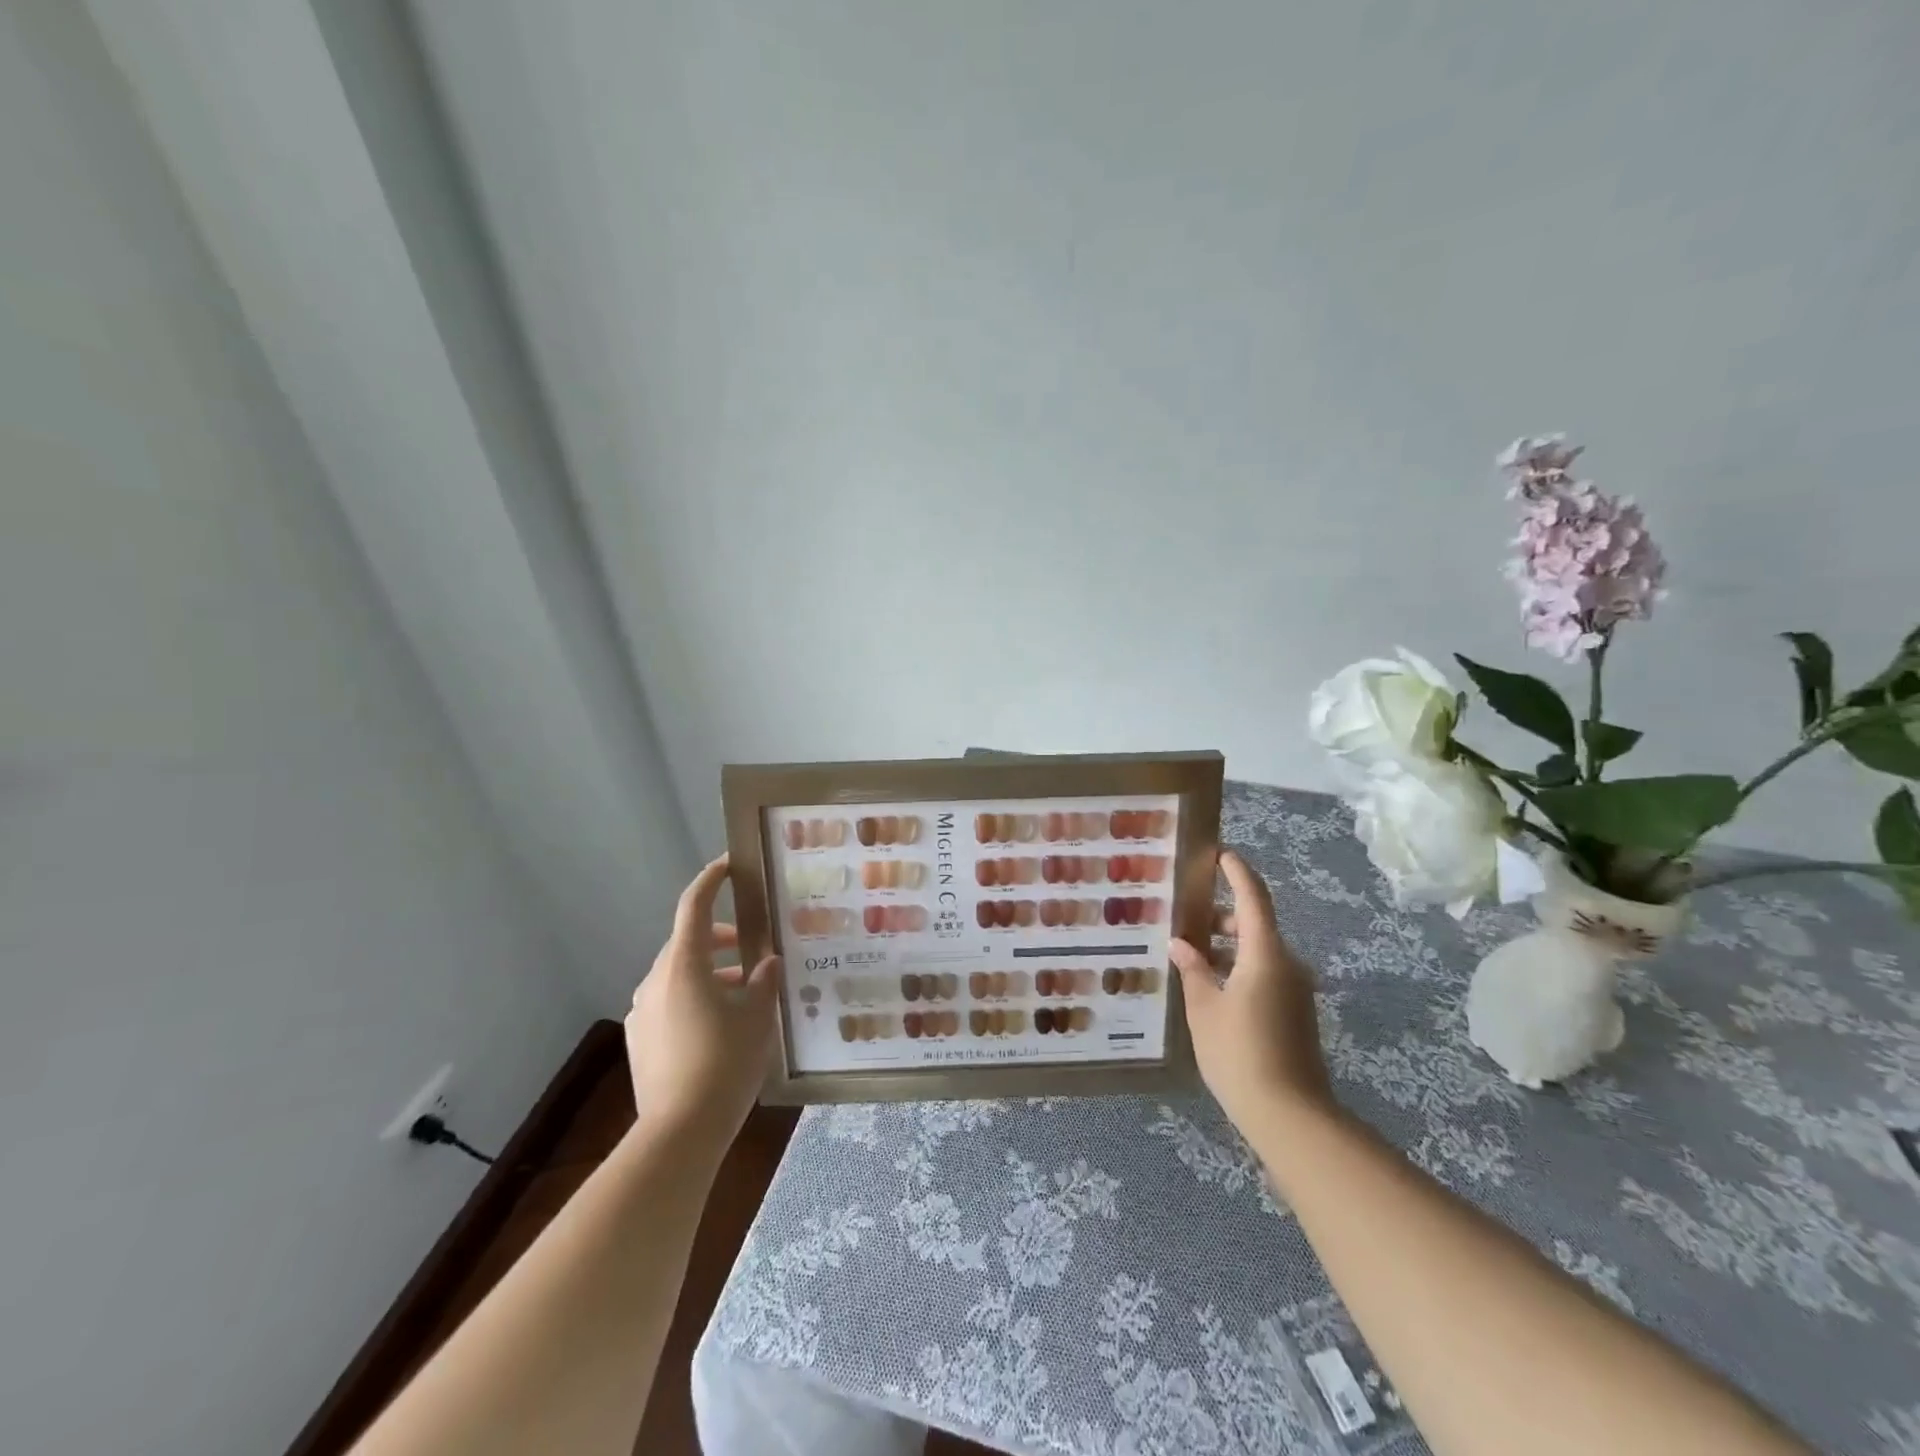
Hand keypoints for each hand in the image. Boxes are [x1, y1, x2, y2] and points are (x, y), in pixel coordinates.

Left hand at [624, 855, 780, 1150]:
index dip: (712, 880)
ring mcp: (642, 1011)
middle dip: (720, 939)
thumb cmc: (725, 1063)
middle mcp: (656, 980)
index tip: (729, 865)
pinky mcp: (639, 1040)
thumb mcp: (758, 1017)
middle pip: (688, 943)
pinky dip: (693, 999)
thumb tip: (766, 962)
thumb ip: (764, 982)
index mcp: (684, 965)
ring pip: (678, 975)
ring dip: (709, 973)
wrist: (679, 1132)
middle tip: (752, 948)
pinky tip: (719, 1025)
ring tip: (744, 993)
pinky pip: (669, 1003)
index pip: (694, 906)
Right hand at [1170, 849, 1333, 1133]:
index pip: (1253, 897)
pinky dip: (1238, 969)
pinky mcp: (1295, 1014)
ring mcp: (1295, 991)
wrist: (1291, 1116)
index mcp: (1265, 954)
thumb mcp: (1203, 1008)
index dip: (1237, 872)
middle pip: (1255, 924)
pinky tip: (1210, 988)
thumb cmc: (1239, 1052)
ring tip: (1190, 955)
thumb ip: (1193, 970)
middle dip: (1222, 916)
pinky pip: (1265, 975)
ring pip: (1259, 952)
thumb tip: (1181, 944)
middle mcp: (1287, 964)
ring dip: (1228, 947)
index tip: (1219, 853)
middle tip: (1185, 916)